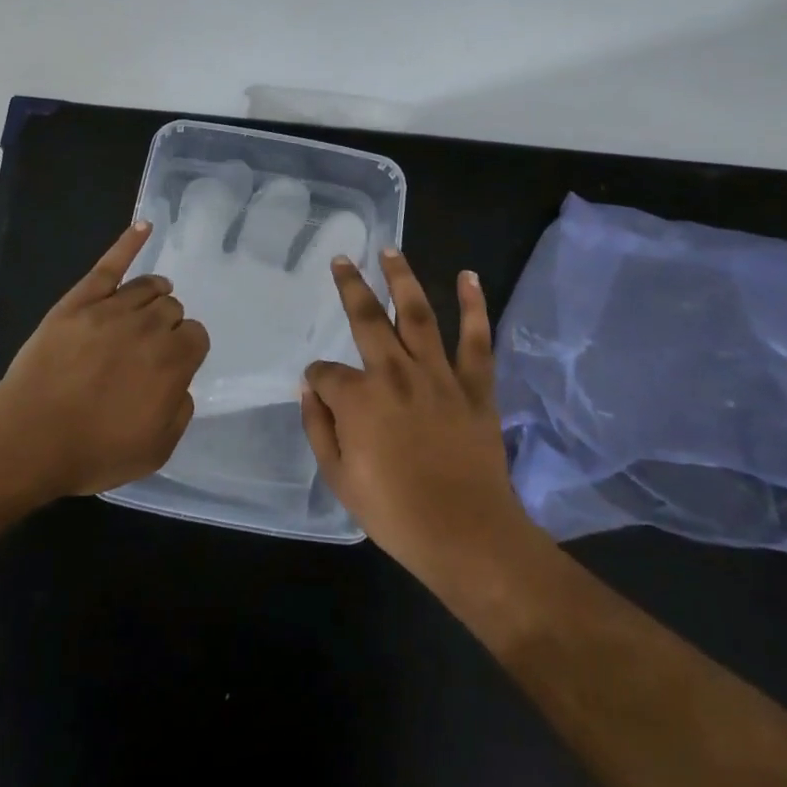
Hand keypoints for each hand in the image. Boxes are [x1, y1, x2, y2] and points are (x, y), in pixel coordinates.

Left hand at [0, 222, 209, 498]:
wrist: (28, 438)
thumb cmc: (93, 450)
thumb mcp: (155, 450)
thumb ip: (180, 411)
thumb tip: (179, 383)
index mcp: (172, 361)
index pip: (196, 335)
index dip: (186, 350)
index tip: (171, 366)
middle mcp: (148, 326)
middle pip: (173, 308)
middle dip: (168, 325)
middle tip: (148, 350)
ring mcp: (111, 308)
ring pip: (148, 286)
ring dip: (155, 295)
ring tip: (148, 307)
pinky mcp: (79, 301)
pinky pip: (110, 264)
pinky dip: (129, 242)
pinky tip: (145, 225)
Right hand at [301, 249, 528, 585]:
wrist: (466, 535)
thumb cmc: (395, 512)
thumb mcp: (338, 477)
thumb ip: (318, 426)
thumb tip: (311, 388)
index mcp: (357, 397)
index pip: (326, 373)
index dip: (319, 380)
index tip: (320, 392)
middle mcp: (394, 373)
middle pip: (366, 318)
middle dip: (350, 286)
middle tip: (342, 258)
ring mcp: (438, 375)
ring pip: (418, 314)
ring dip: (402, 279)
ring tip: (391, 250)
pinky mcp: (474, 386)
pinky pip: (476, 339)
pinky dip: (474, 306)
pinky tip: (468, 277)